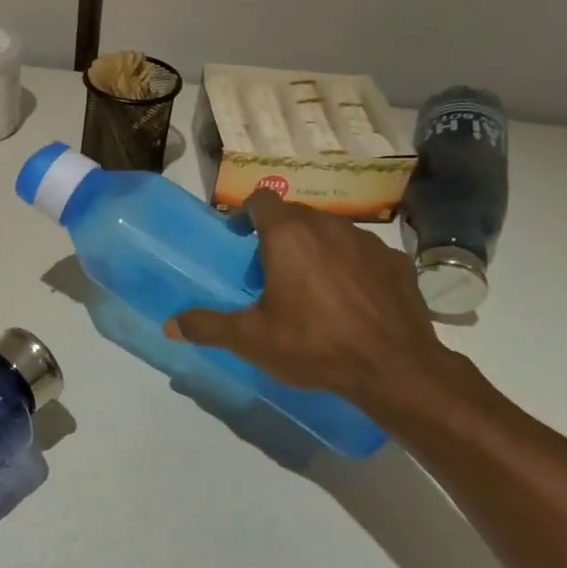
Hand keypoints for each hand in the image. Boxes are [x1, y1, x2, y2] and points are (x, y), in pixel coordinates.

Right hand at [165, 190, 461, 419]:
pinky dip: (350, 267)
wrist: (394, 368)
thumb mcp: (251, 340)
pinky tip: (350, 299)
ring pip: (331, 232)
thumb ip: (208, 326)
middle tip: (269, 272)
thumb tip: (169, 325)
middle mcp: (329, 226)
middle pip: (296, 216)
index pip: (262, 199)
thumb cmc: (314, 345)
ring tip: (310, 287)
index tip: (239, 238)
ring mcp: (368, 242)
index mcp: (289, 236)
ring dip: (315, 249)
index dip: (246, 213)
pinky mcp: (397, 262)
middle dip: (278, 235)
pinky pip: (362, 254)